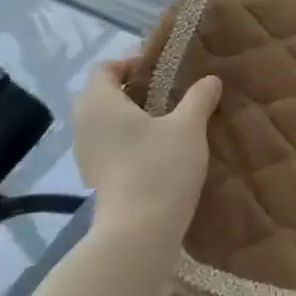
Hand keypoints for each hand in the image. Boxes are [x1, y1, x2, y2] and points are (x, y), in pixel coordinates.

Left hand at [73, 60, 221, 251]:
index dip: (131, 63)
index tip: (162, 71)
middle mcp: (84, 125)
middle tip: (170, 94)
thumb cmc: (160, 167)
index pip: (104, 69)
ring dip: (133, 118)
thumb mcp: (189, 126)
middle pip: (103, 95)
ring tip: (168, 123)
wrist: (140, 232)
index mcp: (100, 103)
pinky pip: (109, 146)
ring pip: (106, 122)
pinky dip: (129, 141)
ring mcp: (86, 155)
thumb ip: (199, 98)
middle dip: (134, 91)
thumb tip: (211, 80)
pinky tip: (159, 152)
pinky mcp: (95, 178)